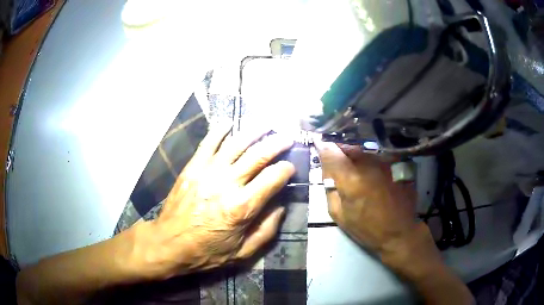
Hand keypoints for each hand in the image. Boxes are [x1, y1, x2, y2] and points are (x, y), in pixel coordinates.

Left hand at [131, 125, 294, 278]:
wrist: (170, 244)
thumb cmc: (207, 251)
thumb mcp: (243, 252)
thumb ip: (267, 230)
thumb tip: (281, 206)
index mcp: (242, 207)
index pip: (272, 179)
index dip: (286, 170)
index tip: (291, 167)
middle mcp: (227, 184)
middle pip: (257, 155)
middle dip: (277, 144)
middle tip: (287, 138)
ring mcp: (207, 172)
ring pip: (235, 144)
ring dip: (254, 132)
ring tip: (266, 125)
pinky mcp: (192, 168)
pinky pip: (208, 143)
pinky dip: (219, 131)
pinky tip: (229, 123)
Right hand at [313, 140, 440, 271]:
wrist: (399, 232)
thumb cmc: (366, 228)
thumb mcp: (338, 214)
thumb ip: (329, 188)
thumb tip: (327, 168)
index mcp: (351, 179)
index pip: (330, 151)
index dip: (322, 147)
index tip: (319, 146)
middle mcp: (369, 164)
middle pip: (348, 145)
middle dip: (340, 150)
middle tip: (339, 162)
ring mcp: (385, 162)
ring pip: (363, 148)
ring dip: (356, 154)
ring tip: (357, 168)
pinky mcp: (396, 163)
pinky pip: (378, 154)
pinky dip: (371, 159)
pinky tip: (373, 172)